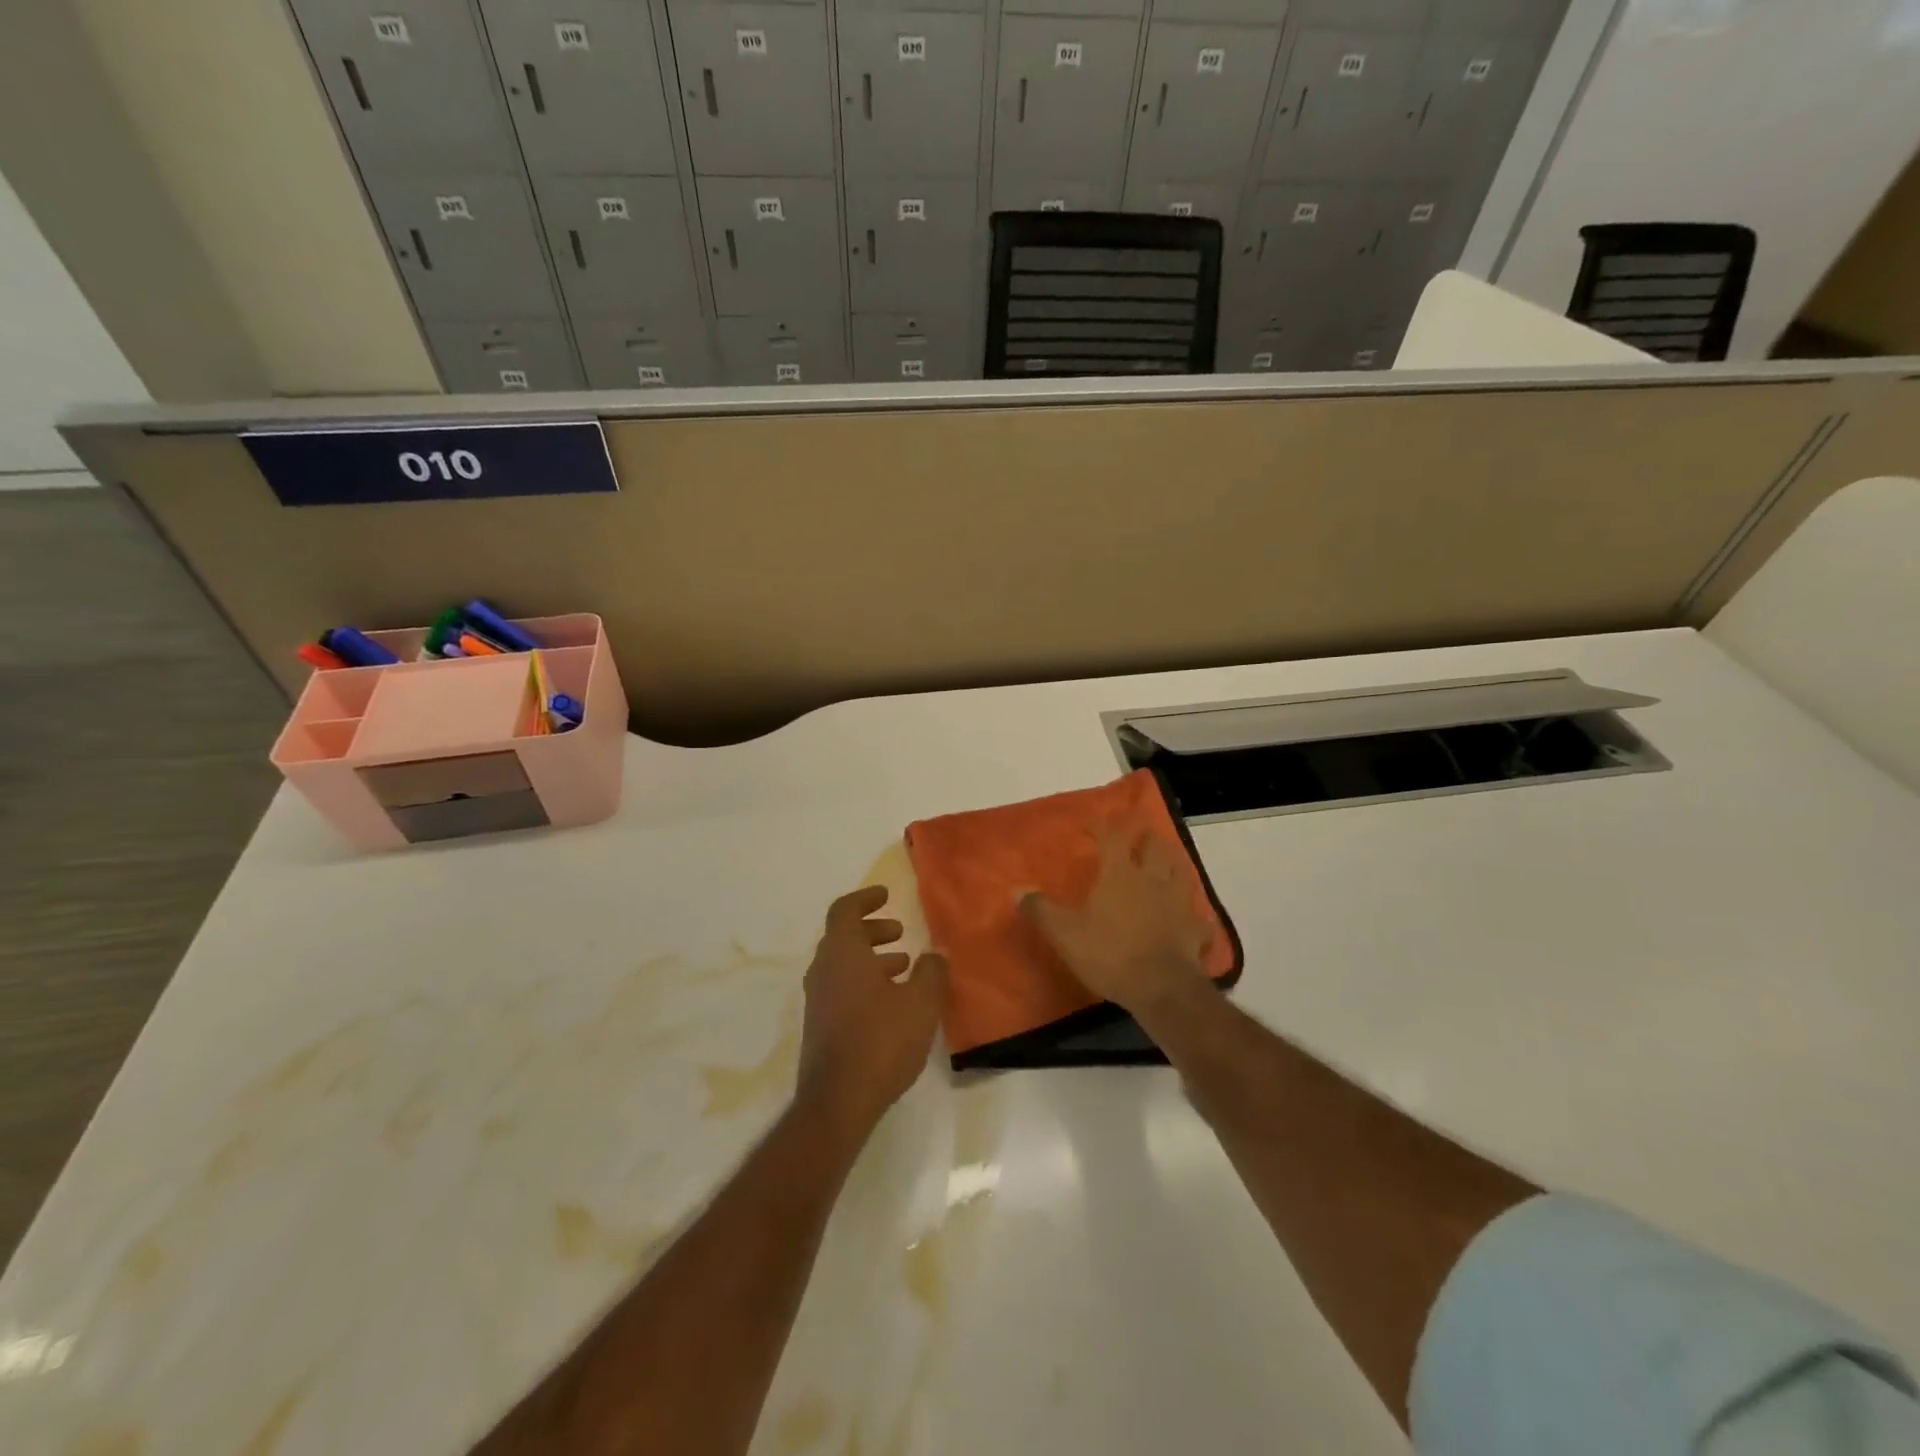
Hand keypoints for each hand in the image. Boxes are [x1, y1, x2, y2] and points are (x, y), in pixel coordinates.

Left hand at [796, 886, 946, 1136]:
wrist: (838, 1100)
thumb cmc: (881, 1040)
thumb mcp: (920, 1002)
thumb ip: (931, 972)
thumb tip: (934, 954)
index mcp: (842, 953)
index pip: (845, 910)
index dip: (865, 898)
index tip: (886, 895)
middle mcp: (823, 970)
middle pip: (844, 936)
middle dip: (872, 930)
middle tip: (900, 933)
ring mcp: (817, 1000)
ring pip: (843, 964)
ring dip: (871, 958)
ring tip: (904, 967)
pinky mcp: (819, 1026)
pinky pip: (841, 988)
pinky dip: (864, 981)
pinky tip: (891, 1003)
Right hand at [1020, 830, 1214, 1016]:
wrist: (1161, 988)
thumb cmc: (1109, 953)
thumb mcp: (1065, 933)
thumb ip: (1042, 910)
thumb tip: (1017, 890)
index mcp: (1120, 874)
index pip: (1113, 837)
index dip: (1104, 825)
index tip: (1094, 821)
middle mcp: (1152, 880)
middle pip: (1156, 847)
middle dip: (1147, 836)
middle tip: (1141, 833)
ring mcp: (1179, 904)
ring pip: (1182, 873)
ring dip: (1175, 863)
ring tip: (1169, 862)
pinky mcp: (1195, 930)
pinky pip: (1199, 919)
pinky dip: (1195, 916)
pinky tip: (1192, 919)